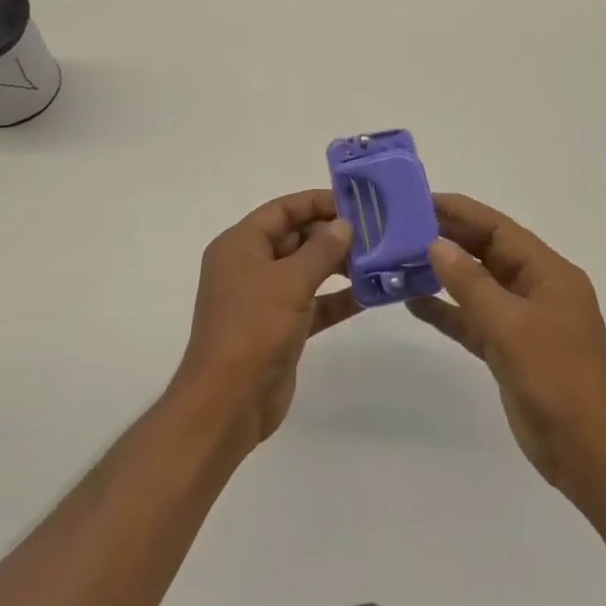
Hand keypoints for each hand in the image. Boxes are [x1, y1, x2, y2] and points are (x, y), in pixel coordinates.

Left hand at [171, 190, 361, 451]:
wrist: (228, 403)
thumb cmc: (253, 329)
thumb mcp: (290, 282)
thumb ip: (321, 250)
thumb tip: (344, 224)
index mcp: (240, 245)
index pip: (283, 210)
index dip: (318, 202)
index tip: (356, 203)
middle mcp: (250, 266)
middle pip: (296, 237)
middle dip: (333, 235)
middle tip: (375, 233)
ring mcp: (264, 298)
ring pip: (306, 270)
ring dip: (338, 266)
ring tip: (378, 261)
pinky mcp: (279, 327)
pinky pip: (312, 303)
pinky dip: (336, 298)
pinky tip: (369, 296)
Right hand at [409, 193, 605, 501]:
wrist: (591, 458)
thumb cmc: (558, 380)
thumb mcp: (511, 326)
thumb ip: (471, 284)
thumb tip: (435, 245)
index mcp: (548, 273)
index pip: (498, 229)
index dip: (460, 212)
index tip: (420, 200)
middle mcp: (536, 289)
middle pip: (487, 253)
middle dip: (448, 238)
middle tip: (401, 225)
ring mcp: (524, 321)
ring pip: (477, 286)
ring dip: (443, 274)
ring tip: (399, 258)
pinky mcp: (510, 350)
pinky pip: (474, 320)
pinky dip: (448, 311)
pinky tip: (414, 302)